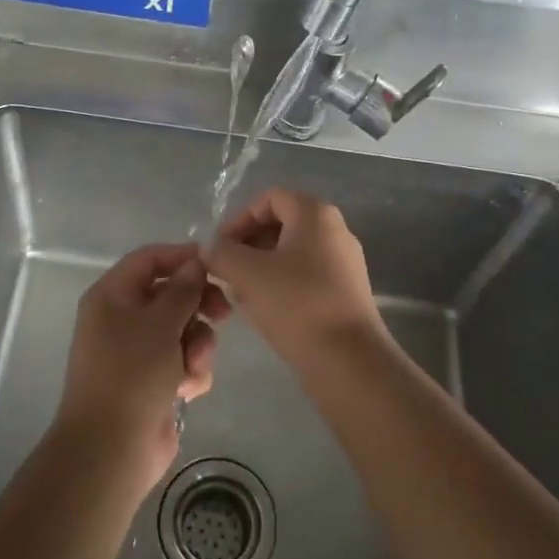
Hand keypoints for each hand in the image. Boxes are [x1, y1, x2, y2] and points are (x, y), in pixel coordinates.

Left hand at [55, 243, 227, 499]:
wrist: (112, 448)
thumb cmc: (132, 373)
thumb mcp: (161, 322)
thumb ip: (183, 288)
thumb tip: (195, 263)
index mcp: (111, 295)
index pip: (149, 259)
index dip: (182, 257)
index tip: (216, 266)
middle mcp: (121, 318)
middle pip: (170, 294)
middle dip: (198, 305)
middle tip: (223, 313)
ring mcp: (136, 351)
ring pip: (182, 329)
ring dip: (197, 344)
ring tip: (195, 365)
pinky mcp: (152, 381)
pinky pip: (182, 360)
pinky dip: (190, 370)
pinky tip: (189, 389)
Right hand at [204, 189, 384, 366]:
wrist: (348, 360)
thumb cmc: (296, 304)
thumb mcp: (246, 273)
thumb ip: (221, 253)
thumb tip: (210, 250)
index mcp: (315, 213)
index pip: (269, 198)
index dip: (239, 218)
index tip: (220, 248)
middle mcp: (335, 230)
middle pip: (282, 223)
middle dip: (248, 244)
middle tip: (227, 271)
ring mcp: (345, 262)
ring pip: (292, 252)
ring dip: (262, 266)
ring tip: (241, 293)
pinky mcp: (347, 292)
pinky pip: (307, 275)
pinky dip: (282, 283)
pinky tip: (266, 309)